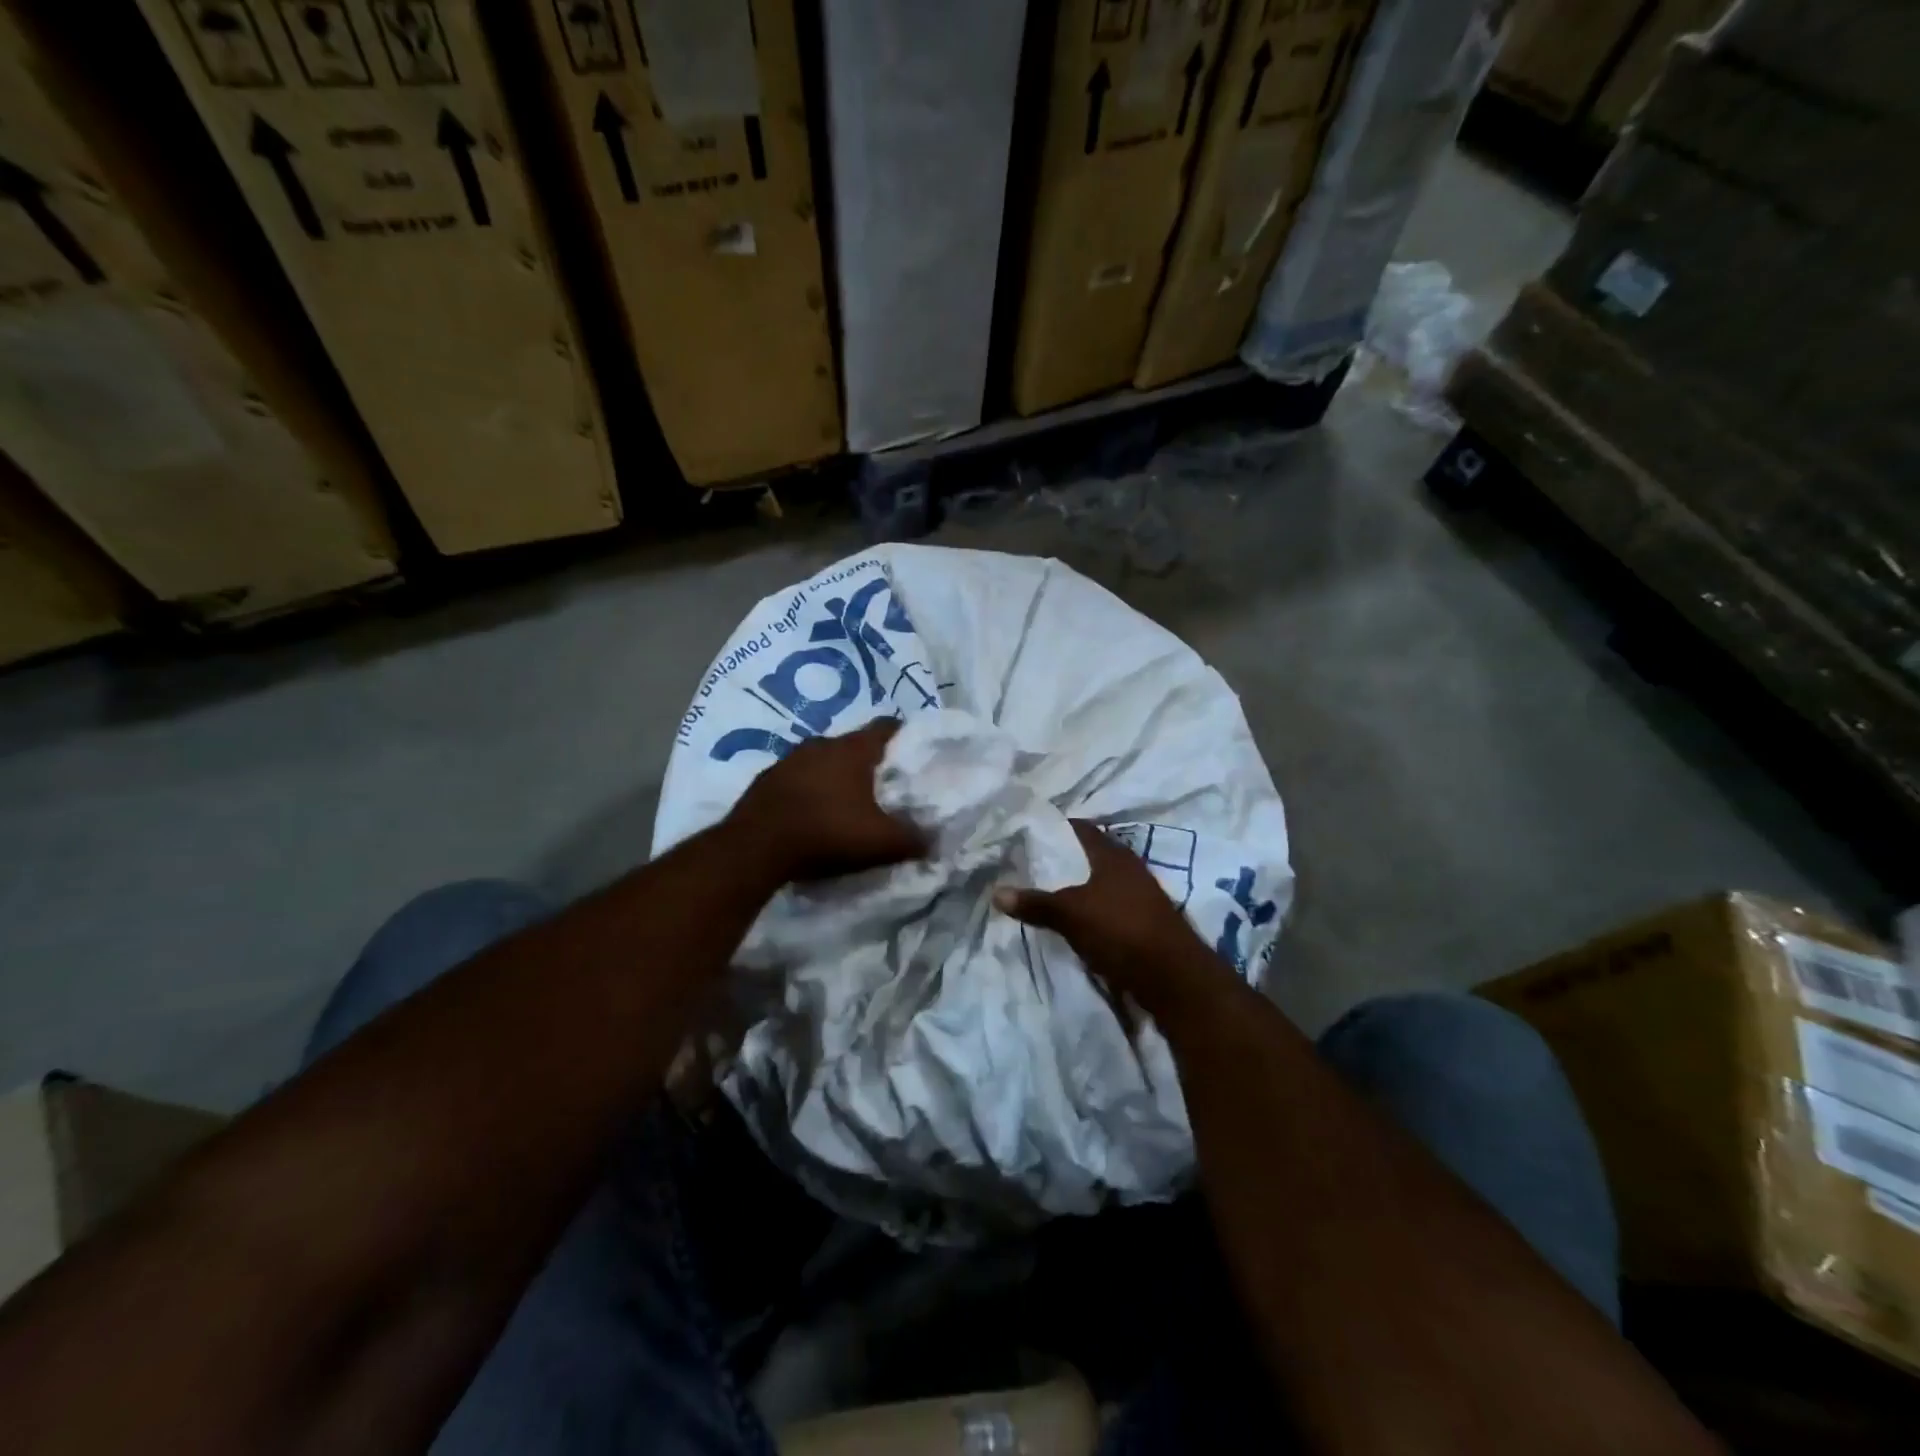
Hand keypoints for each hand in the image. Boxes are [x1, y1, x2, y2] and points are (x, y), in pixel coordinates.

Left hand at [729, 719, 927, 882]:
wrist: (754, 849)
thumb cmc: (826, 833)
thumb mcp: (880, 842)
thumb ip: (913, 839)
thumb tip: (933, 841)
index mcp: (852, 749)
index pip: (886, 726)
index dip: (905, 736)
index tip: (916, 752)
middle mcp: (820, 744)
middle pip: (854, 744)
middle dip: (870, 761)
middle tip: (886, 784)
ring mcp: (789, 760)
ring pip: (823, 760)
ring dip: (837, 776)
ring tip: (850, 801)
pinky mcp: (766, 780)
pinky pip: (798, 778)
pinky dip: (810, 790)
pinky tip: (814, 814)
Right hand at [993, 820, 1222, 1010]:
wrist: (1174, 978)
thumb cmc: (1121, 931)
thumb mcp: (1071, 915)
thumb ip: (1035, 903)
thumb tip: (996, 892)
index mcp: (1112, 854)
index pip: (1079, 828)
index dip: (1053, 828)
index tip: (1026, 834)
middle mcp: (1128, 868)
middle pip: (1088, 855)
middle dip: (1061, 860)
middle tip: (1027, 865)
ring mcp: (1139, 895)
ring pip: (1098, 882)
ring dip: (1075, 887)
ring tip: (1043, 893)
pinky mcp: (1143, 921)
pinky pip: (1107, 906)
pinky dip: (1088, 909)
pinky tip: (1071, 921)